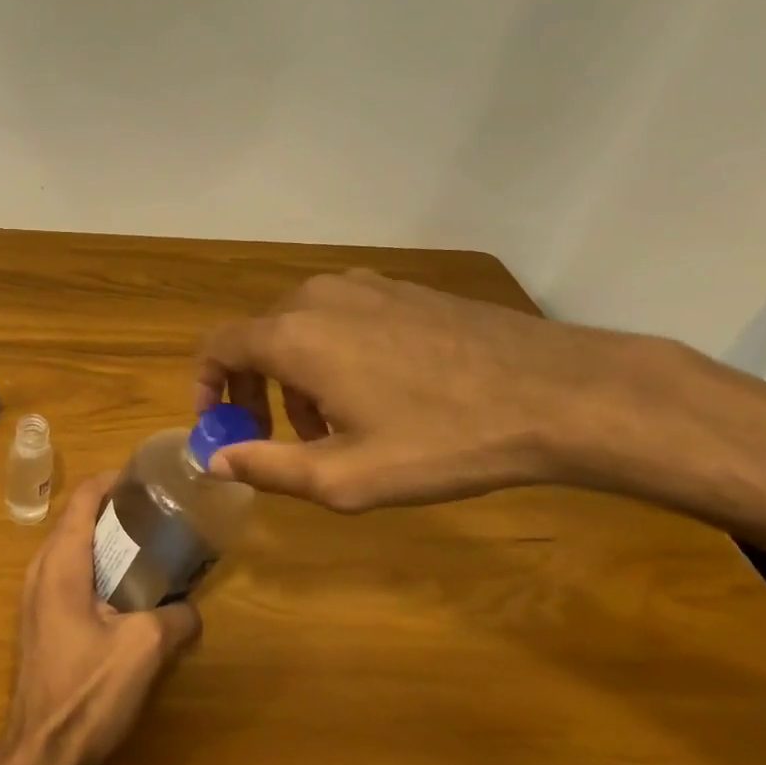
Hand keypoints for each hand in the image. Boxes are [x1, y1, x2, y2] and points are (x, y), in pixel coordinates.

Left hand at [2, 472, 202, 764]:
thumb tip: (191, 610)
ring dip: (106, 541)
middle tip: (159, 514)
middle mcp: (40, 570)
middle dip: (116, 510)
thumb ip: (176, 618)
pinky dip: (97, 567)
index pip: (83, 498)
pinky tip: (127, 591)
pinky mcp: (39, 621)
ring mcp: (35, 597)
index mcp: (61, 562)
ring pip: (72, 548)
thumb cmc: (87, 691)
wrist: (41, 753)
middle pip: (77, 519)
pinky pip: (69, 575)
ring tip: (149, 548)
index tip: (149, 480)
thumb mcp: (145, 649)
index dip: (114, 480)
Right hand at [195, 269, 639, 511]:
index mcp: (293, 336)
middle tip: (279, 438)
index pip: (218, 348)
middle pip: (258, 339)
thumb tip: (212, 461)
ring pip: (300, 328)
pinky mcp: (401, 289)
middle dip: (256, 390)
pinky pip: (341, 318)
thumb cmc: (441, 441)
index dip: (207, 387)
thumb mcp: (345, 477)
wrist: (558, 394)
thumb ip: (266, 468)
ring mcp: (363, 287)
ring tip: (333, 426)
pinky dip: (332, 354)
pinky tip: (376, 394)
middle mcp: (316, 298)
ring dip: (296, 376)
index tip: (222, 426)